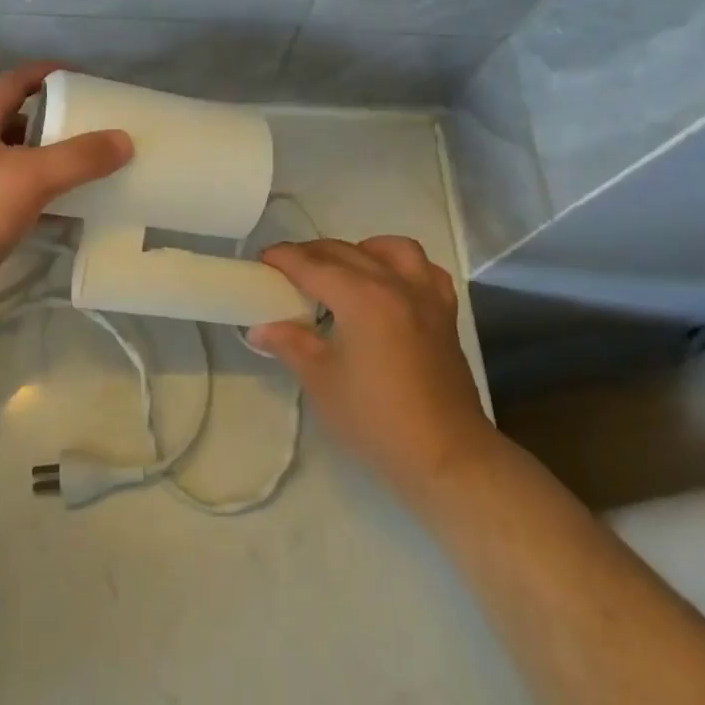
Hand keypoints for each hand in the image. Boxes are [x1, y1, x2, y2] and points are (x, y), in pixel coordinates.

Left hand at [0, 63, 131, 333]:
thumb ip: (80, 157)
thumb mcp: (31, 177)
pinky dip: (47, 196)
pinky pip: (20, 196)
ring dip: (52, 159)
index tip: (80, 76)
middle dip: (54, 118)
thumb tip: (125, 140)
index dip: (43, 72)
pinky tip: (74, 206)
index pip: (11, 83)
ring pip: (19, 161)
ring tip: (92, 162)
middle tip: (94, 123)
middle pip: (17, 120)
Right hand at [250, 237, 495, 510]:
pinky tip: (389, 283)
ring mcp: (425, 295)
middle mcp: (394, 283)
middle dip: (311, 254)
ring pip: (390, 249)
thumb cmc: (376, 419)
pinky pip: (424, 270)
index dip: (282, 258)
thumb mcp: (321, 381)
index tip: (261, 260)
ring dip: (360, 250)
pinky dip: (402, 266)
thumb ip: (290, 343)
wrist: (446, 456)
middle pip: (345, 252)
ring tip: (342, 271)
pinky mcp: (445, 313)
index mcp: (361, 297)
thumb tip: (259, 327)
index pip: (312, 264)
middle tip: (286, 271)